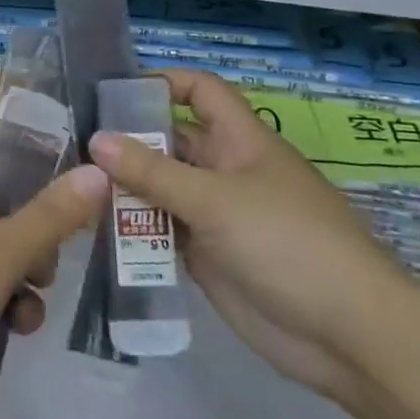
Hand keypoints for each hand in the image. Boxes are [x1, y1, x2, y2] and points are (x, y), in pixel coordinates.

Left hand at [0, 110, 108, 418]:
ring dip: (24, 267)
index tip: (66, 146)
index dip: (20, 126)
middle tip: (64, 239)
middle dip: (37, 216)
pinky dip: (0, 299)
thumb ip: (51, 214)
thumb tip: (98, 170)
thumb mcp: (0, 253)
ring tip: (37, 294)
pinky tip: (16, 329)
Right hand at [88, 69, 412, 405]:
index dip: (162, 83)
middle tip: (72, 145)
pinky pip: (164, 232)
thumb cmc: (286, 243)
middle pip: (171, 141)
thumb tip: (97, 139)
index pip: (200, 91)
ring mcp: (216, 215)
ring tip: (75, 188)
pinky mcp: (209, 256)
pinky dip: (135, 229)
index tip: (113, 93)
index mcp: (240, 141)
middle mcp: (225, 171)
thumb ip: (152, 171)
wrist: (347, 335)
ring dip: (126, 188)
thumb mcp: (215, 200)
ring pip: (162, 188)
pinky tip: (97, 231)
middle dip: (128, 140)